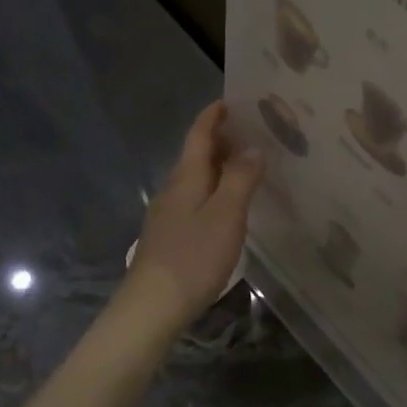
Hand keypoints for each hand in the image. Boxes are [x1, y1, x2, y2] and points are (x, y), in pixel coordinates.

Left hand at [124, 101, 263, 329]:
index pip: (198, 135)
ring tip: (245, 166)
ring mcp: (167, 214)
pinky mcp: (169, 236)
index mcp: (186, 177)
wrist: (153, 305)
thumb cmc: (193, 256)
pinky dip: (212, 190)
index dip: (212, 116)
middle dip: (219, 140)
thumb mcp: (226, 215)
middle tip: (250, 132)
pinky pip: (194, 200)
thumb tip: (253, 148)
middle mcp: (173, 189)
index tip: (230, 101)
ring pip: (194, 179)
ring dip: (217, 166)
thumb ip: (240, 179)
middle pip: (195, 155)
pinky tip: (226, 205)